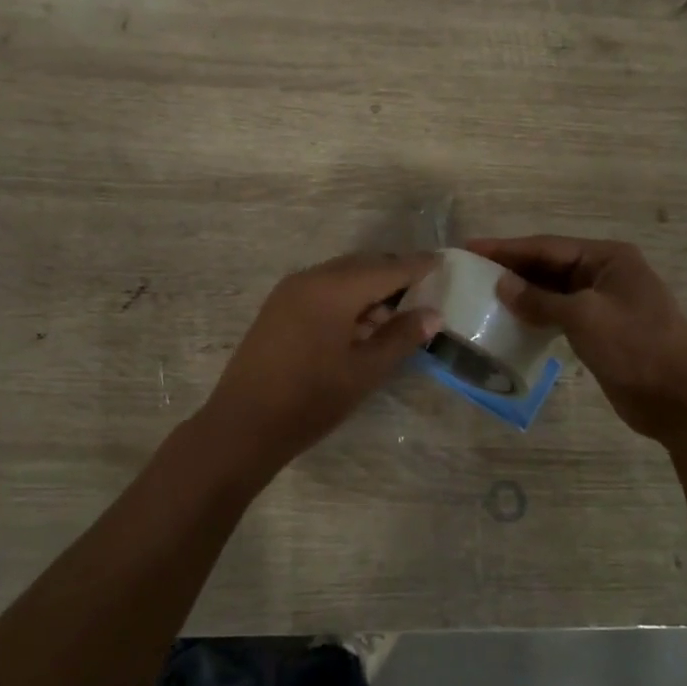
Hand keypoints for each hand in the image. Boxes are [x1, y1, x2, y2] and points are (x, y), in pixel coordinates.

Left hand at [192, 253, 441, 473]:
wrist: (243, 424)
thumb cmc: (311, 400)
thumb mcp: (364, 371)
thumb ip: (401, 337)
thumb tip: (433, 314)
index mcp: (335, 288)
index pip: (387, 268)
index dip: (417, 266)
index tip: (443, 262)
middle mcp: (311, 278)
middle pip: (362, 265)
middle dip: (393, 274)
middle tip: (424, 289)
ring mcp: (290, 291)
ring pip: (341, 276)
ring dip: (369, 288)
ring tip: (396, 314)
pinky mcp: (278, 307)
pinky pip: (321, 289)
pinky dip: (346, 298)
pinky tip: (360, 324)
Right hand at [466, 235, 686, 438]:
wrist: (679, 401)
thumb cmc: (635, 348)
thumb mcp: (584, 318)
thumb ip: (540, 300)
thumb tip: (501, 285)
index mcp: (608, 258)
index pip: (547, 246)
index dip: (507, 248)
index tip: (470, 247)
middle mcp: (606, 272)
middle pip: (549, 264)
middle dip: (511, 267)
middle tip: (470, 270)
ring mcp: (604, 301)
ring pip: (553, 289)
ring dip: (522, 291)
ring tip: (483, 293)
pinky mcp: (600, 328)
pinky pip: (560, 312)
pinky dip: (536, 313)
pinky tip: (512, 319)